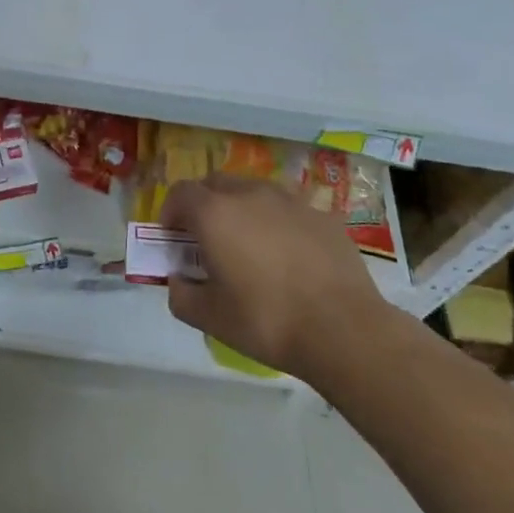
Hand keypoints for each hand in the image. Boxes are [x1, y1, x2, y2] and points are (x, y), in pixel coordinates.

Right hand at [162, 175, 394, 381]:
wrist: (343, 329)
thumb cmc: (266, 321)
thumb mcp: (209, 318)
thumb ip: (181, 295)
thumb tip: (179, 280)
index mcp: (215, 213)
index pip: (180, 193)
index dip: (170, 211)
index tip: (172, 237)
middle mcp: (250, 194)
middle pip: (216, 183)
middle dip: (204, 204)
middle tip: (206, 238)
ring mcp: (290, 200)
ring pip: (254, 191)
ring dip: (241, 208)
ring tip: (248, 243)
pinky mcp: (322, 215)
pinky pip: (289, 208)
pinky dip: (277, 222)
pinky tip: (288, 254)